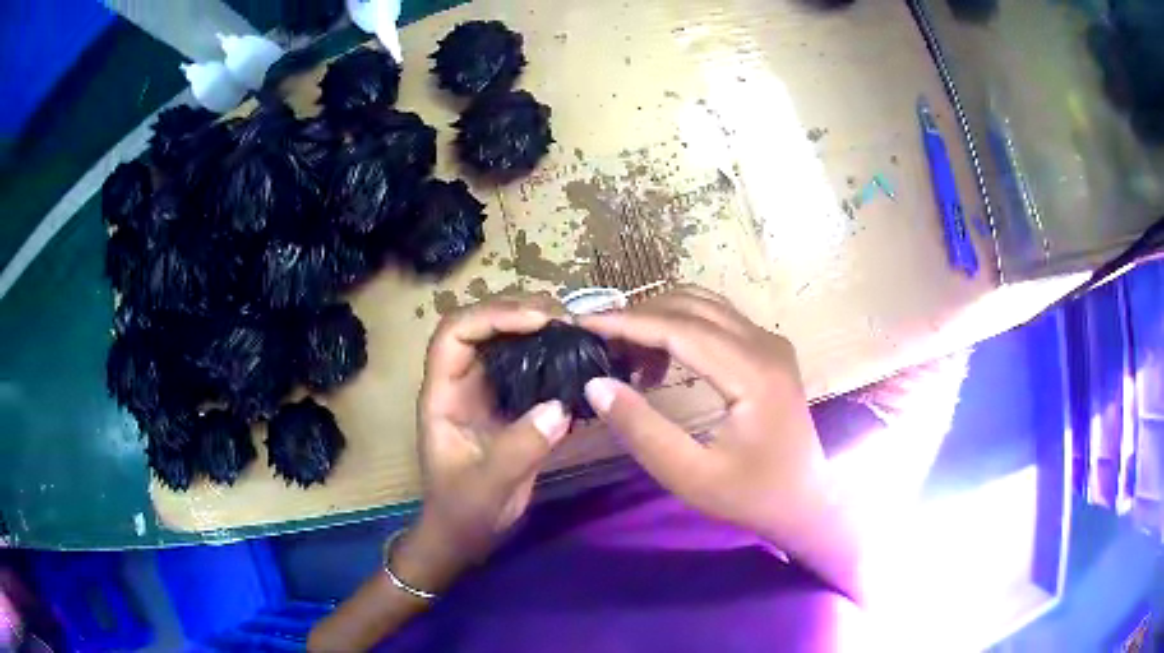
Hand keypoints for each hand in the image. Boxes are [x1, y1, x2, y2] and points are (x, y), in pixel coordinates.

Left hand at [401, 294, 573, 590]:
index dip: (492, 317)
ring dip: (539, 330)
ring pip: (507, 343)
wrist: (466, 536)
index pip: (455, 333)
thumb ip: (518, 450)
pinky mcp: (511, 408)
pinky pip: (529, 370)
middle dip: (520, 312)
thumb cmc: (463, 513)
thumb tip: (558, 407)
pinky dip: (552, 358)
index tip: (538, 322)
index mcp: (443, 395)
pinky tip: (579, 360)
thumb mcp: (486, 487)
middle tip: (566, 319)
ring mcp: (487, 394)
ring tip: (576, 331)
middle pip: (482, 327)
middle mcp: (463, 384)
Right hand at [579, 288, 849, 585]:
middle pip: (691, 305)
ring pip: (703, 305)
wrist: (805, 500)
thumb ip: (642, 429)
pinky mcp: (767, 349)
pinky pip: (716, 319)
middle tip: (597, 344)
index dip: (627, 323)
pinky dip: (679, 327)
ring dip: (658, 319)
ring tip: (622, 353)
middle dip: (638, 317)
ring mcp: (770, 342)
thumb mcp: (690, 475)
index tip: (582, 325)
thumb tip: (596, 383)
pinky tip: (659, 361)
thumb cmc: (751, 496)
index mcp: (753, 372)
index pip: (680, 328)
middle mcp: (765, 343)